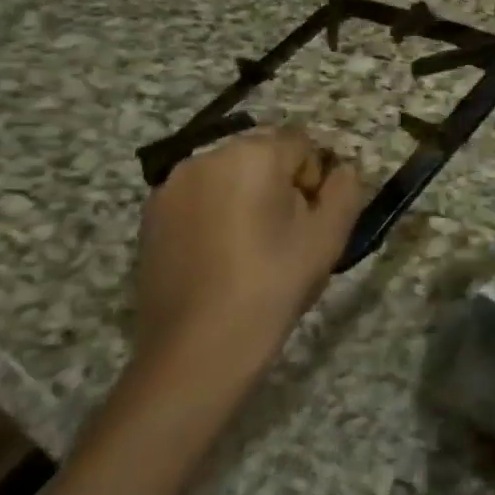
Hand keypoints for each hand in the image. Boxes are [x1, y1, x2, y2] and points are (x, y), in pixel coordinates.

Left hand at [133, 124, 363, 386]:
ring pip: (229, 176)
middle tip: (285, 236)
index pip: (302, 145)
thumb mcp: (330, 234)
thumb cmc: (273, 283)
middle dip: (279, 184)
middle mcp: (206, 157)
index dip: (314, 181)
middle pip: (262, 156)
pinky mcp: (150, 217)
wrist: (199, 349)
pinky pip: (200, 199)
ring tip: (250, 247)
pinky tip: (219, 256)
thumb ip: (345, 188)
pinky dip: (216, 214)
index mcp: (253, 154)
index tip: (309, 222)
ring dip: (247, 197)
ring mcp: (171, 187)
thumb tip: (340, 170)